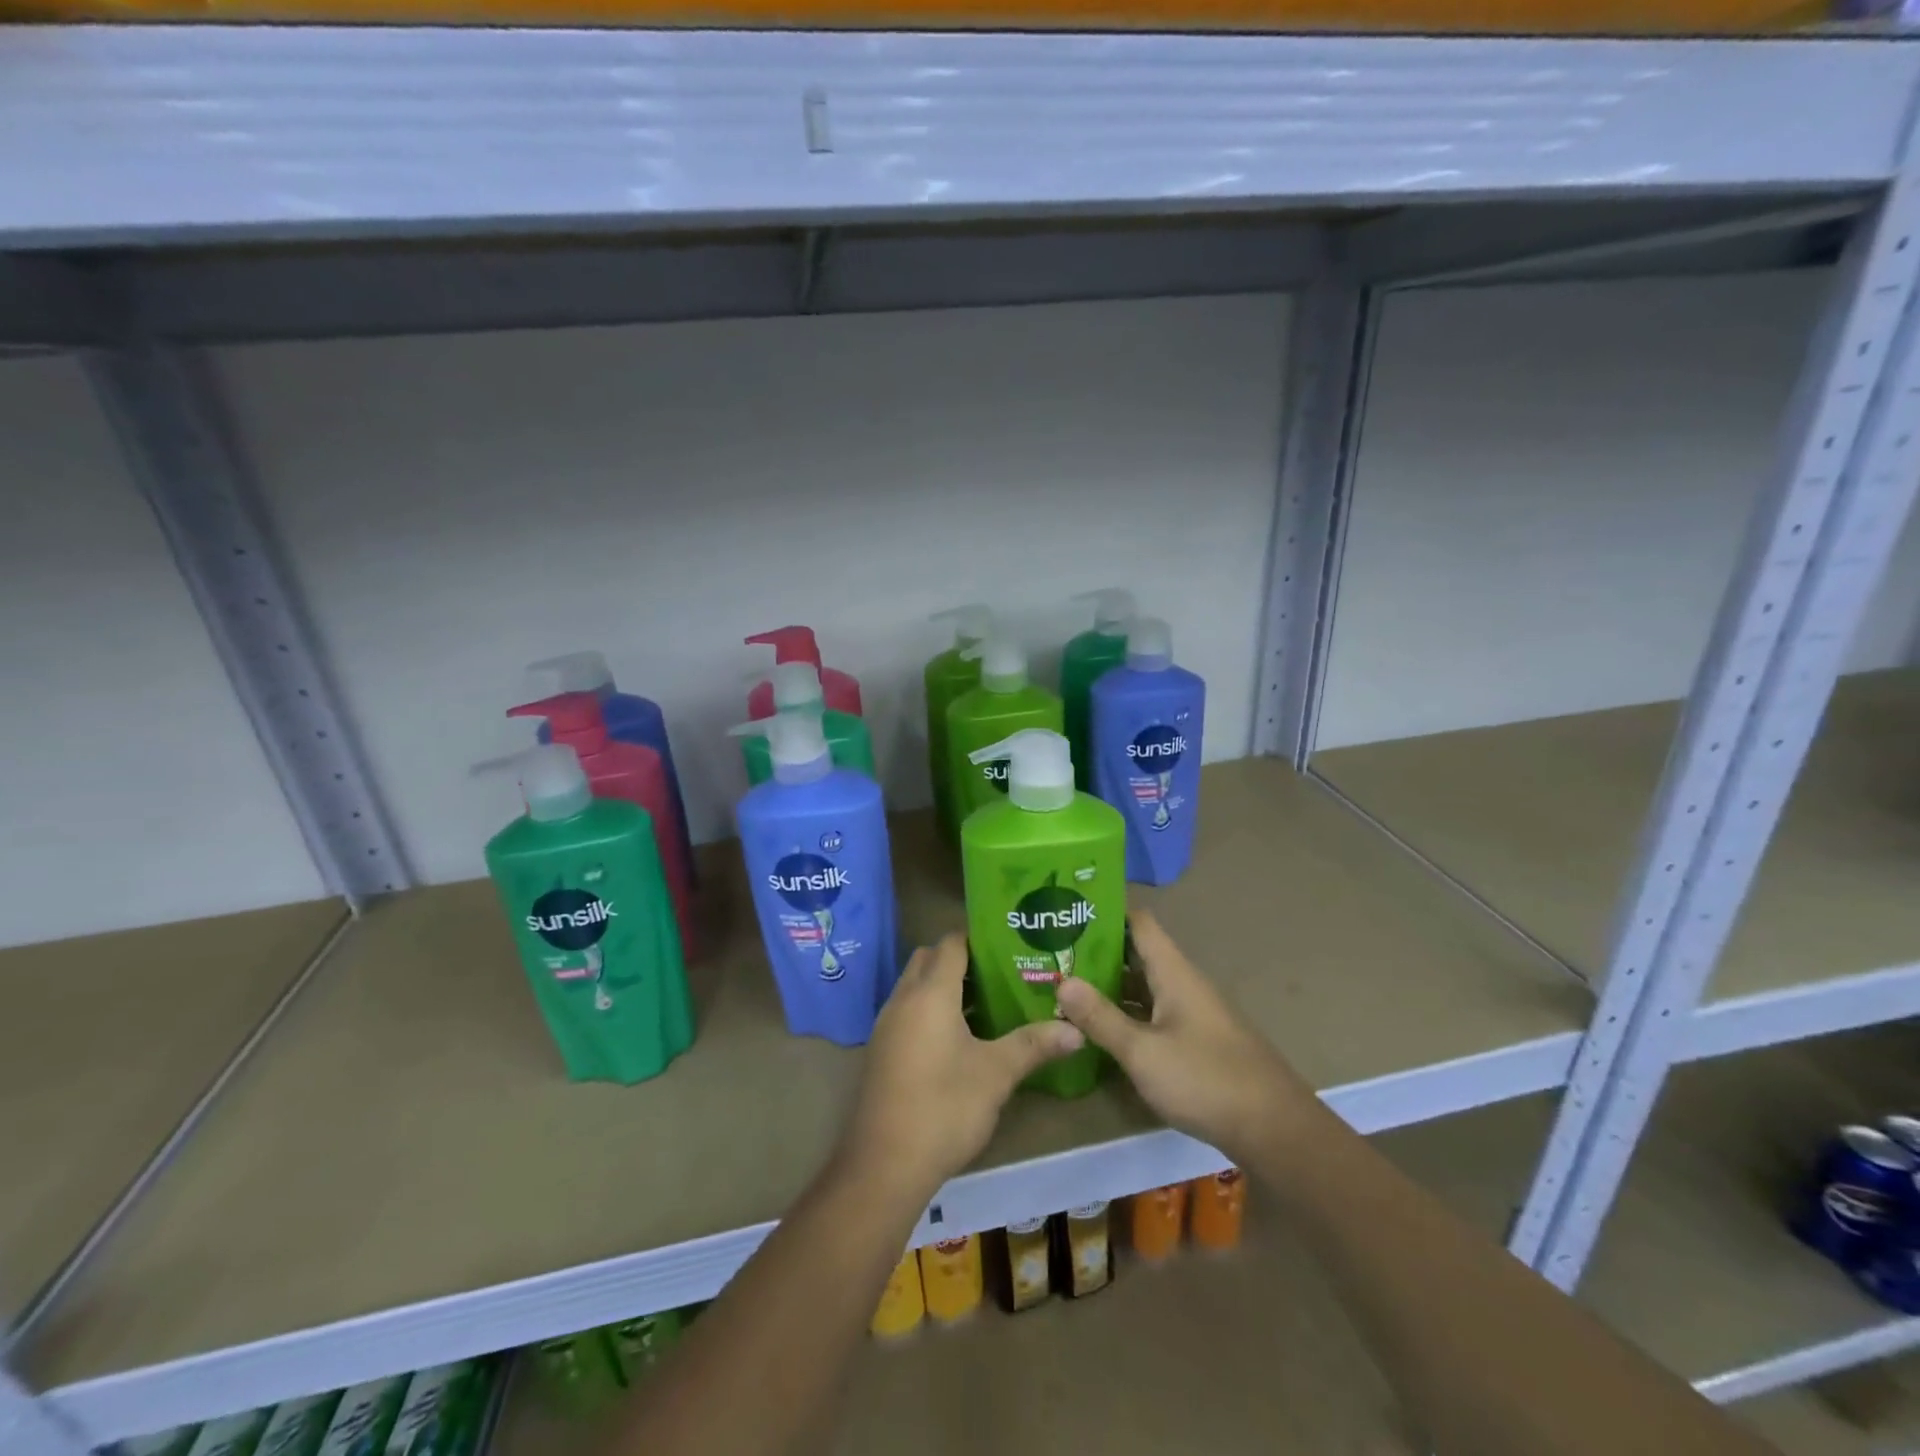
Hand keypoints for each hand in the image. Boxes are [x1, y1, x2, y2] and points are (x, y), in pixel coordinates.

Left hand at [840, 933, 1082, 1200]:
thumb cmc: (944, 1108)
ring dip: (944, 985)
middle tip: (1000, 972)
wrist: (884, 1165)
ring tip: (987, 1002)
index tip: (1010, 944)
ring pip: (915, 985)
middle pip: (929, 958)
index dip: (978, 937)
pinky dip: (930, 1009)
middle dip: (961, 959)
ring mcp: (887, 1024)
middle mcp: (904, 999)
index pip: (951, 943)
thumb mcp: (996, 1074)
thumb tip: (1076, 1030)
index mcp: (930, 993)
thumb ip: (1033, 1045)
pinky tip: (959, 1037)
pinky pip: (908, 1010)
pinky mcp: (882, 1049)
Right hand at [1054, 908, 1308, 1164]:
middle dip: (1097, 952)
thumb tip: (1062, 981)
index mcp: (1174, 972)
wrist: (1274, 1129)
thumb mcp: (1143, 1052)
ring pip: (1144, 986)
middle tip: (1053, 954)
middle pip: (1137, 953)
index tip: (1068, 912)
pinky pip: (1154, 1012)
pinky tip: (1100, 1028)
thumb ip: (1101, 1018)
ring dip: (1109, 985)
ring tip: (1065, 986)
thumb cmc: (1205, 1079)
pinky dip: (1127, 1012)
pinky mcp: (1197, 1040)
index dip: (1105, 912)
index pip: (1138, 922)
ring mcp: (1192, 1013)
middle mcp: (1184, 983)